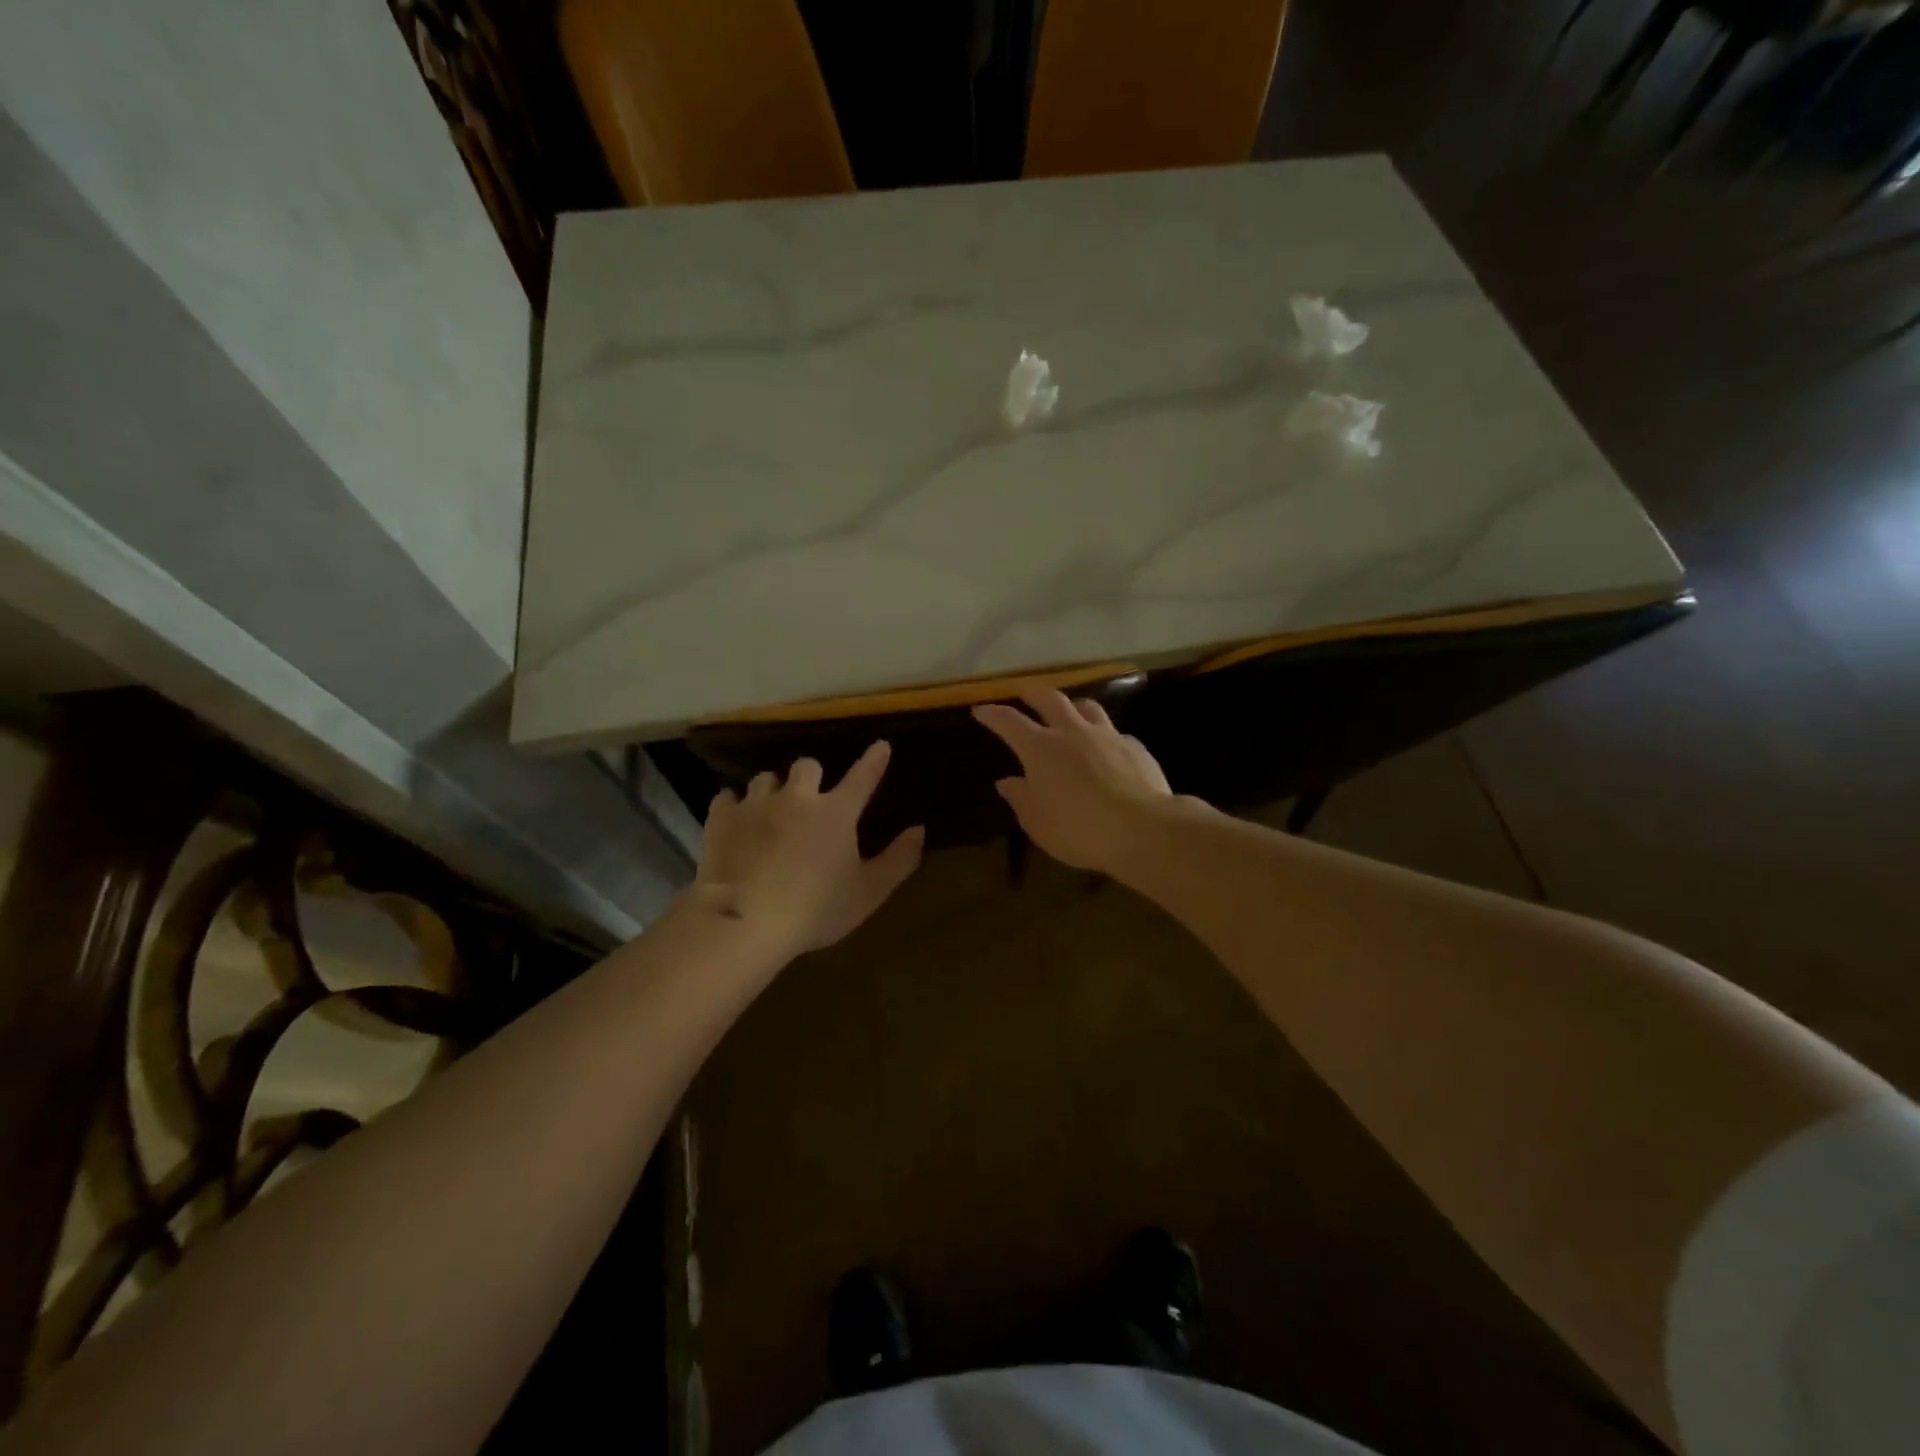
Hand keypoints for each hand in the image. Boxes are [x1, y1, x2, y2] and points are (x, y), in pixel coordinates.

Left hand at [695, 742, 924, 955]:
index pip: (863, 777)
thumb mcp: (868, 893)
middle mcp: (797, 797)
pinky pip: (727, 797)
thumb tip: (919, 830)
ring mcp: (756, 804)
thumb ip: (898, 860)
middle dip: (811, 776)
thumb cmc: (815, 909)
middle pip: (807, 765)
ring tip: (771, 810)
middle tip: (809, 798)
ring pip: (766, 778)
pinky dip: (735, 806)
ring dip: (772, 790)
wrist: (745, 920)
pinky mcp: (722, 818)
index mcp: (836, 812)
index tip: (881, 745)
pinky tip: (736, 820)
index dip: (874, 760)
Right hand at [972, 690, 1173, 872]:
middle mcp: (1073, 732)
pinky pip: (1116, 734)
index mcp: (1041, 749)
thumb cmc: (1079, 829)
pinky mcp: (1135, 748)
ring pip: (1088, 707)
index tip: (980, 709)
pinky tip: (1108, 751)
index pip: (1009, 722)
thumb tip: (1007, 782)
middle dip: (1033, 694)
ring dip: (1073, 706)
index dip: (993, 714)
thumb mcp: (1037, 822)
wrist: (1143, 829)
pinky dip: (1105, 738)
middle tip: (1024, 694)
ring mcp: (1108, 736)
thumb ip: (1020, 798)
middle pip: (1050, 699)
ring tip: (1070, 712)